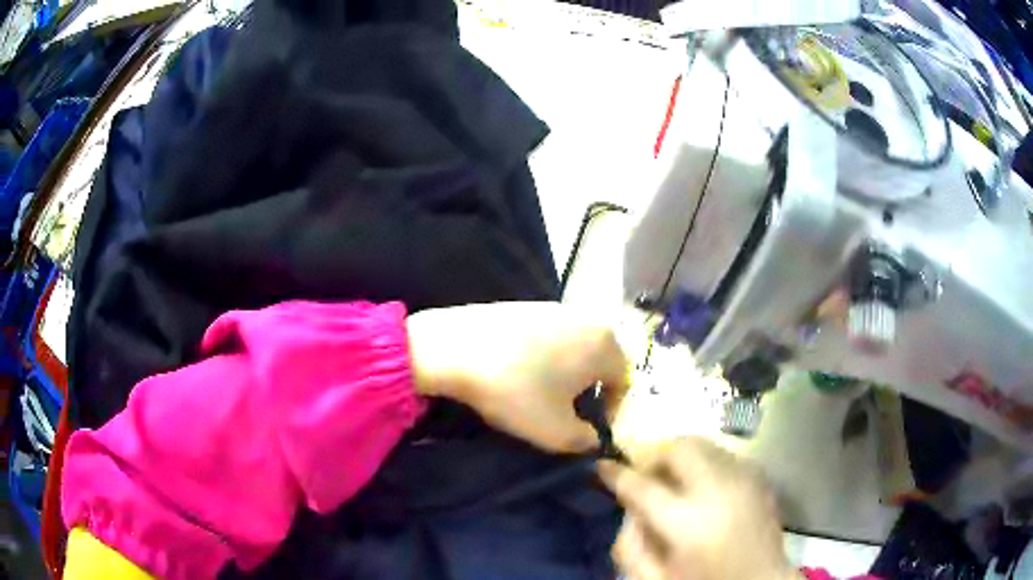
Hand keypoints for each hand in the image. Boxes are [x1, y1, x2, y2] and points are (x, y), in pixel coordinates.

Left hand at [406, 301, 628, 453]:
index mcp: (605, 344)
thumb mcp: (556, 432)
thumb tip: (594, 439)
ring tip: (540, 393)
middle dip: (588, 391)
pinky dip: (543, 357)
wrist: (453, 348)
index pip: (623, 382)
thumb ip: (587, 441)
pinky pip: (549, 337)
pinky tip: (518, 371)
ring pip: (575, 349)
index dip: (610, 411)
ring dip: (566, 374)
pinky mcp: (527, 305)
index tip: (588, 429)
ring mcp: (555, 307)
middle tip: (565, 412)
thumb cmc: (515, 391)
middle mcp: (588, 318)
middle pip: (601, 362)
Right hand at [599, 437, 797, 579]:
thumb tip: (628, 510)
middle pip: (679, 447)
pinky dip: (706, 465)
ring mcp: (744, 478)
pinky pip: (724, 455)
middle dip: (656, 456)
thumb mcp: (654, 578)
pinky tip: (705, 491)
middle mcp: (718, 489)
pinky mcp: (758, 476)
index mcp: (687, 522)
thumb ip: (630, 545)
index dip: (616, 473)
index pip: (642, 486)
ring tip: (676, 485)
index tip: (602, 466)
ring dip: (682, 459)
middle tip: (647, 479)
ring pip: (704, 444)